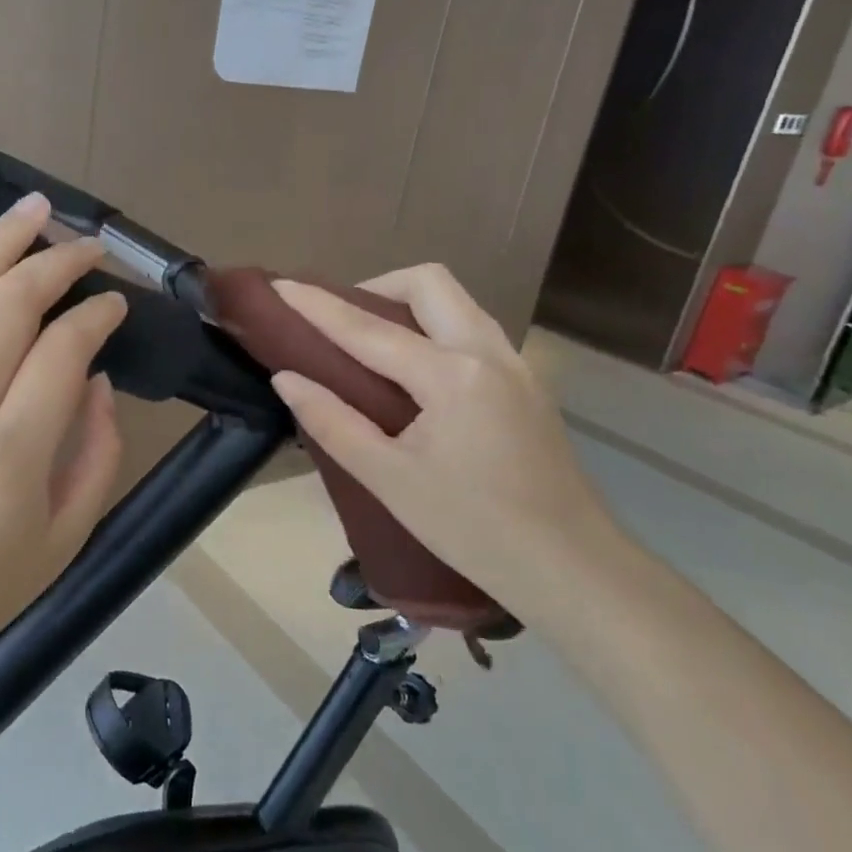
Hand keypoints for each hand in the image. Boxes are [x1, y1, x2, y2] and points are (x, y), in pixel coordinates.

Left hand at [0, 193, 126, 681]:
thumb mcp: (69, 534)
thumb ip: (97, 451)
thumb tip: (93, 376)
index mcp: (14, 452)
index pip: (63, 348)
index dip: (96, 313)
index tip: (114, 303)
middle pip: (9, 304)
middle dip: (55, 260)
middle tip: (85, 244)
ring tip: (29, 210)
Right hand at [268, 264, 615, 619]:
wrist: (571, 568)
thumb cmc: (471, 528)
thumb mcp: (388, 479)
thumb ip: (331, 421)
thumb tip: (286, 378)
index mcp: (450, 376)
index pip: (368, 328)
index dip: (318, 306)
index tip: (280, 285)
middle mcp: (487, 352)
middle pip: (428, 283)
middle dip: (376, 286)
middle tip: (340, 319)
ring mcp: (515, 364)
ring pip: (457, 301)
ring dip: (408, 303)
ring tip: (372, 339)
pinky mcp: (528, 382)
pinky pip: (473, 328)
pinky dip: (435, 326)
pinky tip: (416, 370)